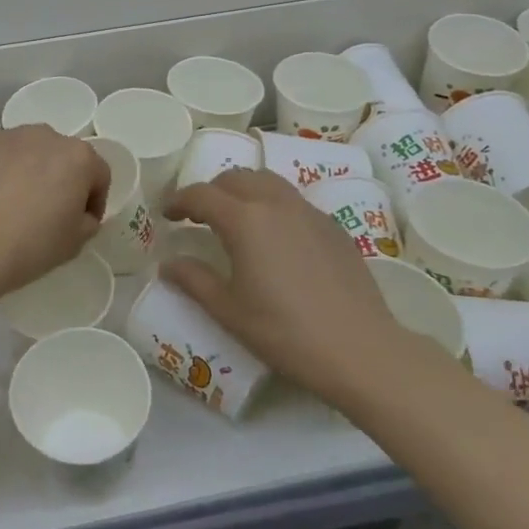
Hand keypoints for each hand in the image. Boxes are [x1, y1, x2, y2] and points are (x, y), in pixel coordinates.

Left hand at [0, 126, 108, 298]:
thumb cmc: (31, 246)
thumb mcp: (76, 243)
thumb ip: (87, 220)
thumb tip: (78, 212)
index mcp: (78, 157)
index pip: (98, 174)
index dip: (93, 200)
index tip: (81, 221)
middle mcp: (45, 135)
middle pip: (61, 155)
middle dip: (59, 177)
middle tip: (46, 210)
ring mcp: (7, 135)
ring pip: (27, 149)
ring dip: (27, 168)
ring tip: (12, 201)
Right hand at [162, 168, 411, 404]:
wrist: (360, 351)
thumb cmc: (285, 332)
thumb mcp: (229, 311)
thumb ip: (194, 281)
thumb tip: (168, 264)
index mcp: (245, 220)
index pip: (202, 195)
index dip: (179, 201)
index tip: (167, 214)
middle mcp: (276, 203)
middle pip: (236, 177)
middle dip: (212, 190)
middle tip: (199, 216)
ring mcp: (309, 212)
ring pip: (268, 182)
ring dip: (244, 191)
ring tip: (236, 219)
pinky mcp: (334, 227)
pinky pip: (294, 201)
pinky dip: (273, 206)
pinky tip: (276, 239)